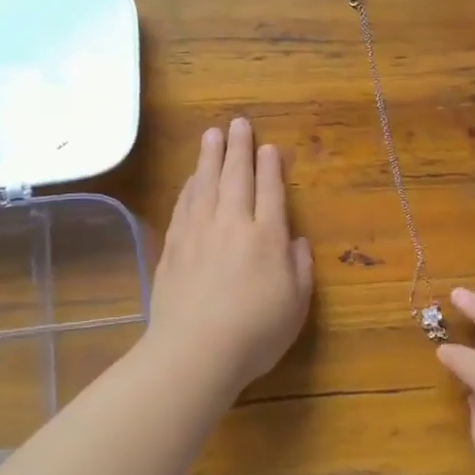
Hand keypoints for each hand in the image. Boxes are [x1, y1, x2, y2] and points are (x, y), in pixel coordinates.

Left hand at [146, 117, 313, 393]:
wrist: (195, 352)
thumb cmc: (255, 334)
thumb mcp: (295, 306)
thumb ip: (300, 268)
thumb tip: (296, 240)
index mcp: (267, 238)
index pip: (270, 191)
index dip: (270, 166)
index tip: (268, 146)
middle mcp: (233, 225)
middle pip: (236, 177)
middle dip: (239, 148)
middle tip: (238, 122)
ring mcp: (199, 233)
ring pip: (205, 184)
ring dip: (210, 157)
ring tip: (212, 134)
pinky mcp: (174, 247)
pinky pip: (184, 205)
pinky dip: (190, 186)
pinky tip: (191, 178)